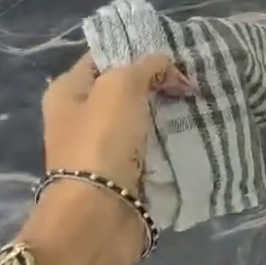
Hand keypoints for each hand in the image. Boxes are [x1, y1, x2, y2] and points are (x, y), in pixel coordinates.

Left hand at [41, 52, 191, 193]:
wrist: (98, 214)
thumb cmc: (102, 141)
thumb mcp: (122, 86)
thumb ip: (147, 65)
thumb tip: (167, 67)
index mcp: (68, 90)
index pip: (104, 55)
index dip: (137, 49)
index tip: (173, 51)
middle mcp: (80, 116)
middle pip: (125, 86)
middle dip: (157, 81)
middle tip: (191, 77)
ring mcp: (101, 145)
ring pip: (140, 116)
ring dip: (166, 110)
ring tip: (197, 101)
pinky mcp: (122, 170)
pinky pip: (149, 144)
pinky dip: (168, 137)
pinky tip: (191, 129)